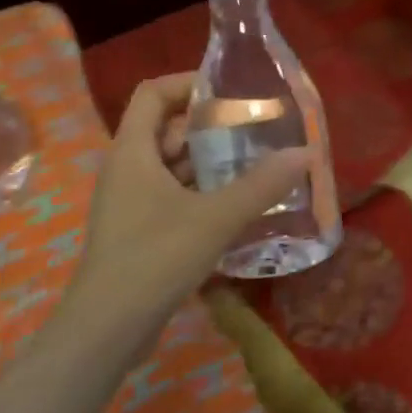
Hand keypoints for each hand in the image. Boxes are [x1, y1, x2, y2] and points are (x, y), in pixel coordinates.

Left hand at [65, 74, 309, 335]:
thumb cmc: (155, 258)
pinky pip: (172, 195)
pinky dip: (201, 192)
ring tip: (254, 162)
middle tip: (254, 128)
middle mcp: (126, 169)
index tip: (230, 90)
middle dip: (209, 125)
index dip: (188, 83)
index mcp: (132, 151)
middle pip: (165, 128)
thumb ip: (261, 185)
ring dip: (208, 161)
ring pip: (170, 165)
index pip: (153, 93)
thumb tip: (305, 152)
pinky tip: (236, 204)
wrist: (106, 329)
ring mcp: (130, 202)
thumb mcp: (215, 218)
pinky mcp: (138, 230)